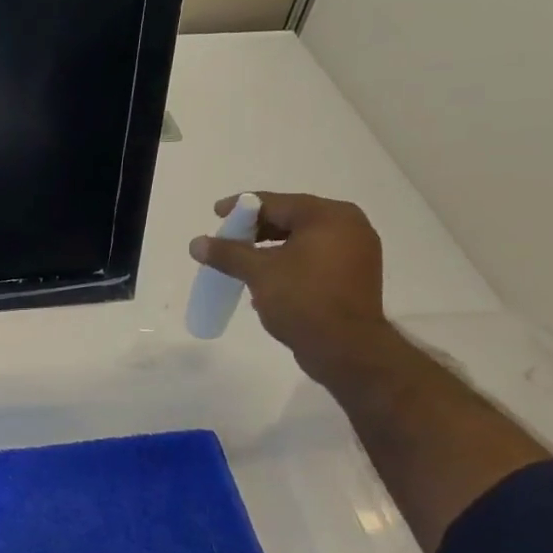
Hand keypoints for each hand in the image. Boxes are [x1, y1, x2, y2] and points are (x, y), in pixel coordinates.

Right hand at [189, 191, 395, 383]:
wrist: (347, 349)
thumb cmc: (303, 300)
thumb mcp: (259, 273)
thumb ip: (227, 253)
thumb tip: (196, 243)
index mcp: (329, 216)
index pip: (276, 203)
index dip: (242, 207)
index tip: (216, 214)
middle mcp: (348, 226)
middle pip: (291, 219)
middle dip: (255, 229)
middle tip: (227, 238)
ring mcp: (355, 252)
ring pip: (301, 240)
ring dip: (269, 248)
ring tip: (241, 260)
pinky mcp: (352, 276)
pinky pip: (313, 258)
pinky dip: (288, 262)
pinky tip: (265, 278)